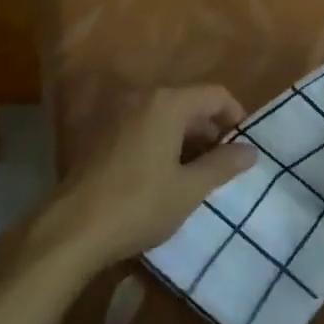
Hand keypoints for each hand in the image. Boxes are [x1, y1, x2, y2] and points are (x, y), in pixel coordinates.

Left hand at [44, 85, 255, 270]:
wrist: (73, 228)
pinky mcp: (104, 133)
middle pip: (190, 103)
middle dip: (211, 131)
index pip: (215, 94)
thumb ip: (222, 165)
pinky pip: (145, 126)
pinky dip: (163, 142)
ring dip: (187, 139)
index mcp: (168, 103)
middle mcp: (144, 98)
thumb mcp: (189, 189)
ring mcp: (120, 113)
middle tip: (223, 167)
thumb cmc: (139, 204)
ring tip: (196, 175)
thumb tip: (251, 151)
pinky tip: (165, 176)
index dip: (235, 116)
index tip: (244, 147)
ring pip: (167, 116)